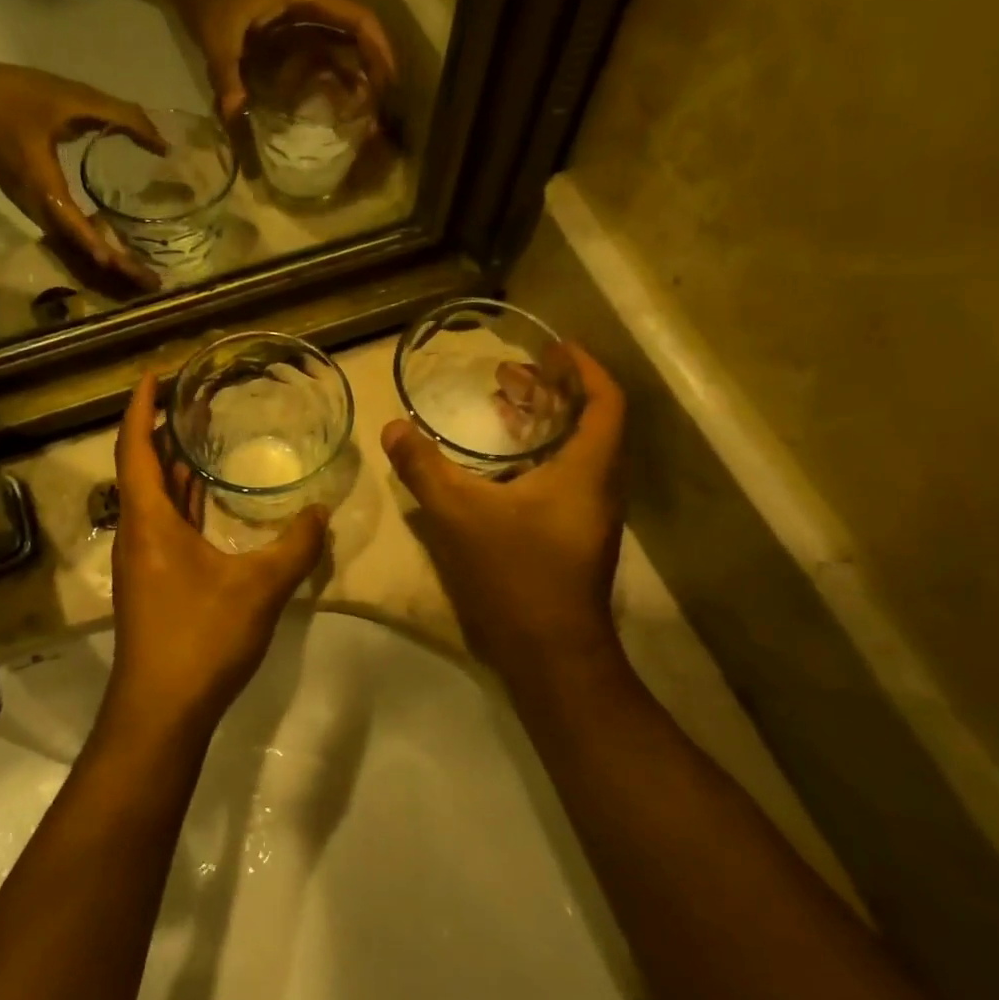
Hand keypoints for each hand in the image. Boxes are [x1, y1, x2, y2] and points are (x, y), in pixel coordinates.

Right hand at [0, 62, 171, 290]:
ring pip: (72, 245)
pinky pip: (66, 234)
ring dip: (105, 260)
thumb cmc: (16, 95)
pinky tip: (114, 243)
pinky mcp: (33, 204)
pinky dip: (91, 244)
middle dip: (114, 267)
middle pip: (79, 248)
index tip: (130, 268)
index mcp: (43, 185)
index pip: (76, 227)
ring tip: (139, 271)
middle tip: (150, 281)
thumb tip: (162, 143)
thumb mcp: (72, 97)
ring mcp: (32, 208)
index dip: (103, 249)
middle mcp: (37, 206)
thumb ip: (121, 116)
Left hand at [104, 371, 328, 744]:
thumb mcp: (259, 588)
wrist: (162, 710)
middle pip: (142, 467)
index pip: (135, 447)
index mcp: (148, 521)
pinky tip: (210, 502)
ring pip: (154, 500)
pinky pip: (166, 525)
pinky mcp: (154, 583)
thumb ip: (295, 547)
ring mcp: (142, 561)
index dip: (142, 407)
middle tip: (195, 400)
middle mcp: (137, 533)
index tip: (156, 374)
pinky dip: (183, 503)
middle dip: (162, 431)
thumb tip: (321, 512)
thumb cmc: (200, 638)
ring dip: (173, 468)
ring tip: (203, 437)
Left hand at [179, 0, 396, 123]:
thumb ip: (226, 72)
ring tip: (366, 111)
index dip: (377, 45)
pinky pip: (322, 55)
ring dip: (357, 73)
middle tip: (381, 107)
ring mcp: (302, 21)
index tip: (388, 79)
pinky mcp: (291, 36)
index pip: (356, 16)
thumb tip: (235, 113)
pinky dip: (334, 76)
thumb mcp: (216, 35)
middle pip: (357, 33)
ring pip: (342, 45)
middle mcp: (311, 8)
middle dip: (374, 66)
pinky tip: (337, 104)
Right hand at [381, 342, 627, 683]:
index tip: (554, 348)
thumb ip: (424, 468)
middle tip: (511, 374)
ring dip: (541, 425)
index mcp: (587, 470)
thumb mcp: (459, 514)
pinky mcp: (572, 538)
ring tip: (501, 408)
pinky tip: (498, 467)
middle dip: (552, 392)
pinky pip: (562, 479)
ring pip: (574, 454)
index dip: (584, 369)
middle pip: (588, 423)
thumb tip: (393, 427)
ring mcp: (588, 516)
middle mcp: (598, 487)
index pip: (605, 402)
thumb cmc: (515, 573)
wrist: (549, 651)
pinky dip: (535, 458)